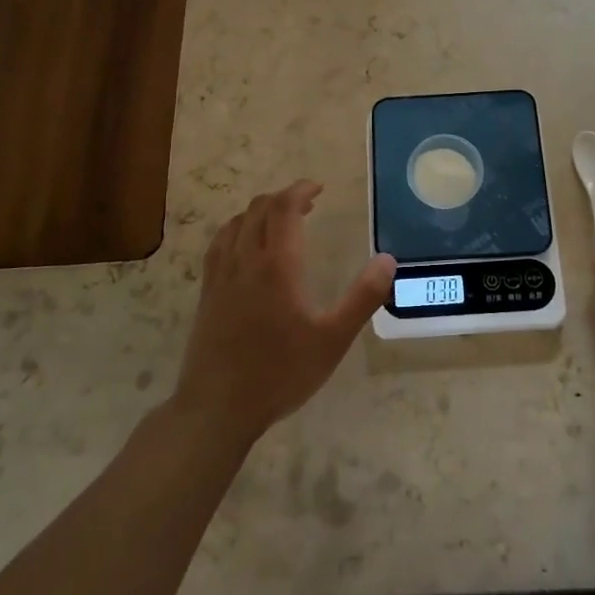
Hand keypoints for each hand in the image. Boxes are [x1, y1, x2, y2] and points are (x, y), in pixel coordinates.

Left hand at [173, 180, 394, 445]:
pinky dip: (237, 230)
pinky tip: (245, 246)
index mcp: (277, 265)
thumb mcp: (333, 340)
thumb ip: (363, 298)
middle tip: (308, 204)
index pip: (284, 208)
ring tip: (280, 221)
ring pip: (236, 223)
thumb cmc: (280, 373)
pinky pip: (219, 244)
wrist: (217, 407)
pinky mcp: (207, 292)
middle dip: (283, 197)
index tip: (318, 187)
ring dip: (259, 211)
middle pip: (259, 209)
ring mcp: (221, 275)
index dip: (300, 190)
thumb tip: (387, 260)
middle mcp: (245, 260)